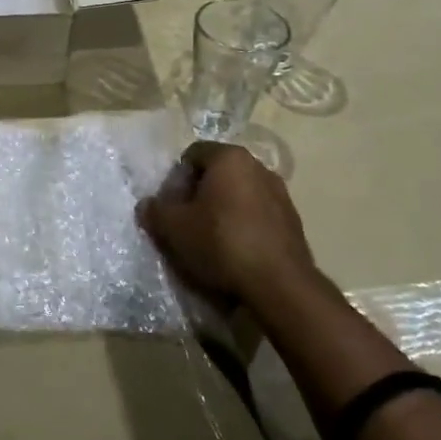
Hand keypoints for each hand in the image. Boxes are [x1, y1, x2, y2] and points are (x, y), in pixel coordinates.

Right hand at [139, 141, 335, 313]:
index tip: (171, 206)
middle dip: (199, 194)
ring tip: (211, 241)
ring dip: (223, 211)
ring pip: (240, 195)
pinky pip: (258, 215)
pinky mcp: (293, 221)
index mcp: (230, 158)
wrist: (279, 285)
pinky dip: (244, 226)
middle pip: (218, 173)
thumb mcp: (174, 228)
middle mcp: (258, 167)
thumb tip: (147, 204)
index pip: (193, 154)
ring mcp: (280, 194)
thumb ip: (155, 211)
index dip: (176, 179)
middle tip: (186, 223)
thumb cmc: (221, 243)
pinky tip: (236, 252)